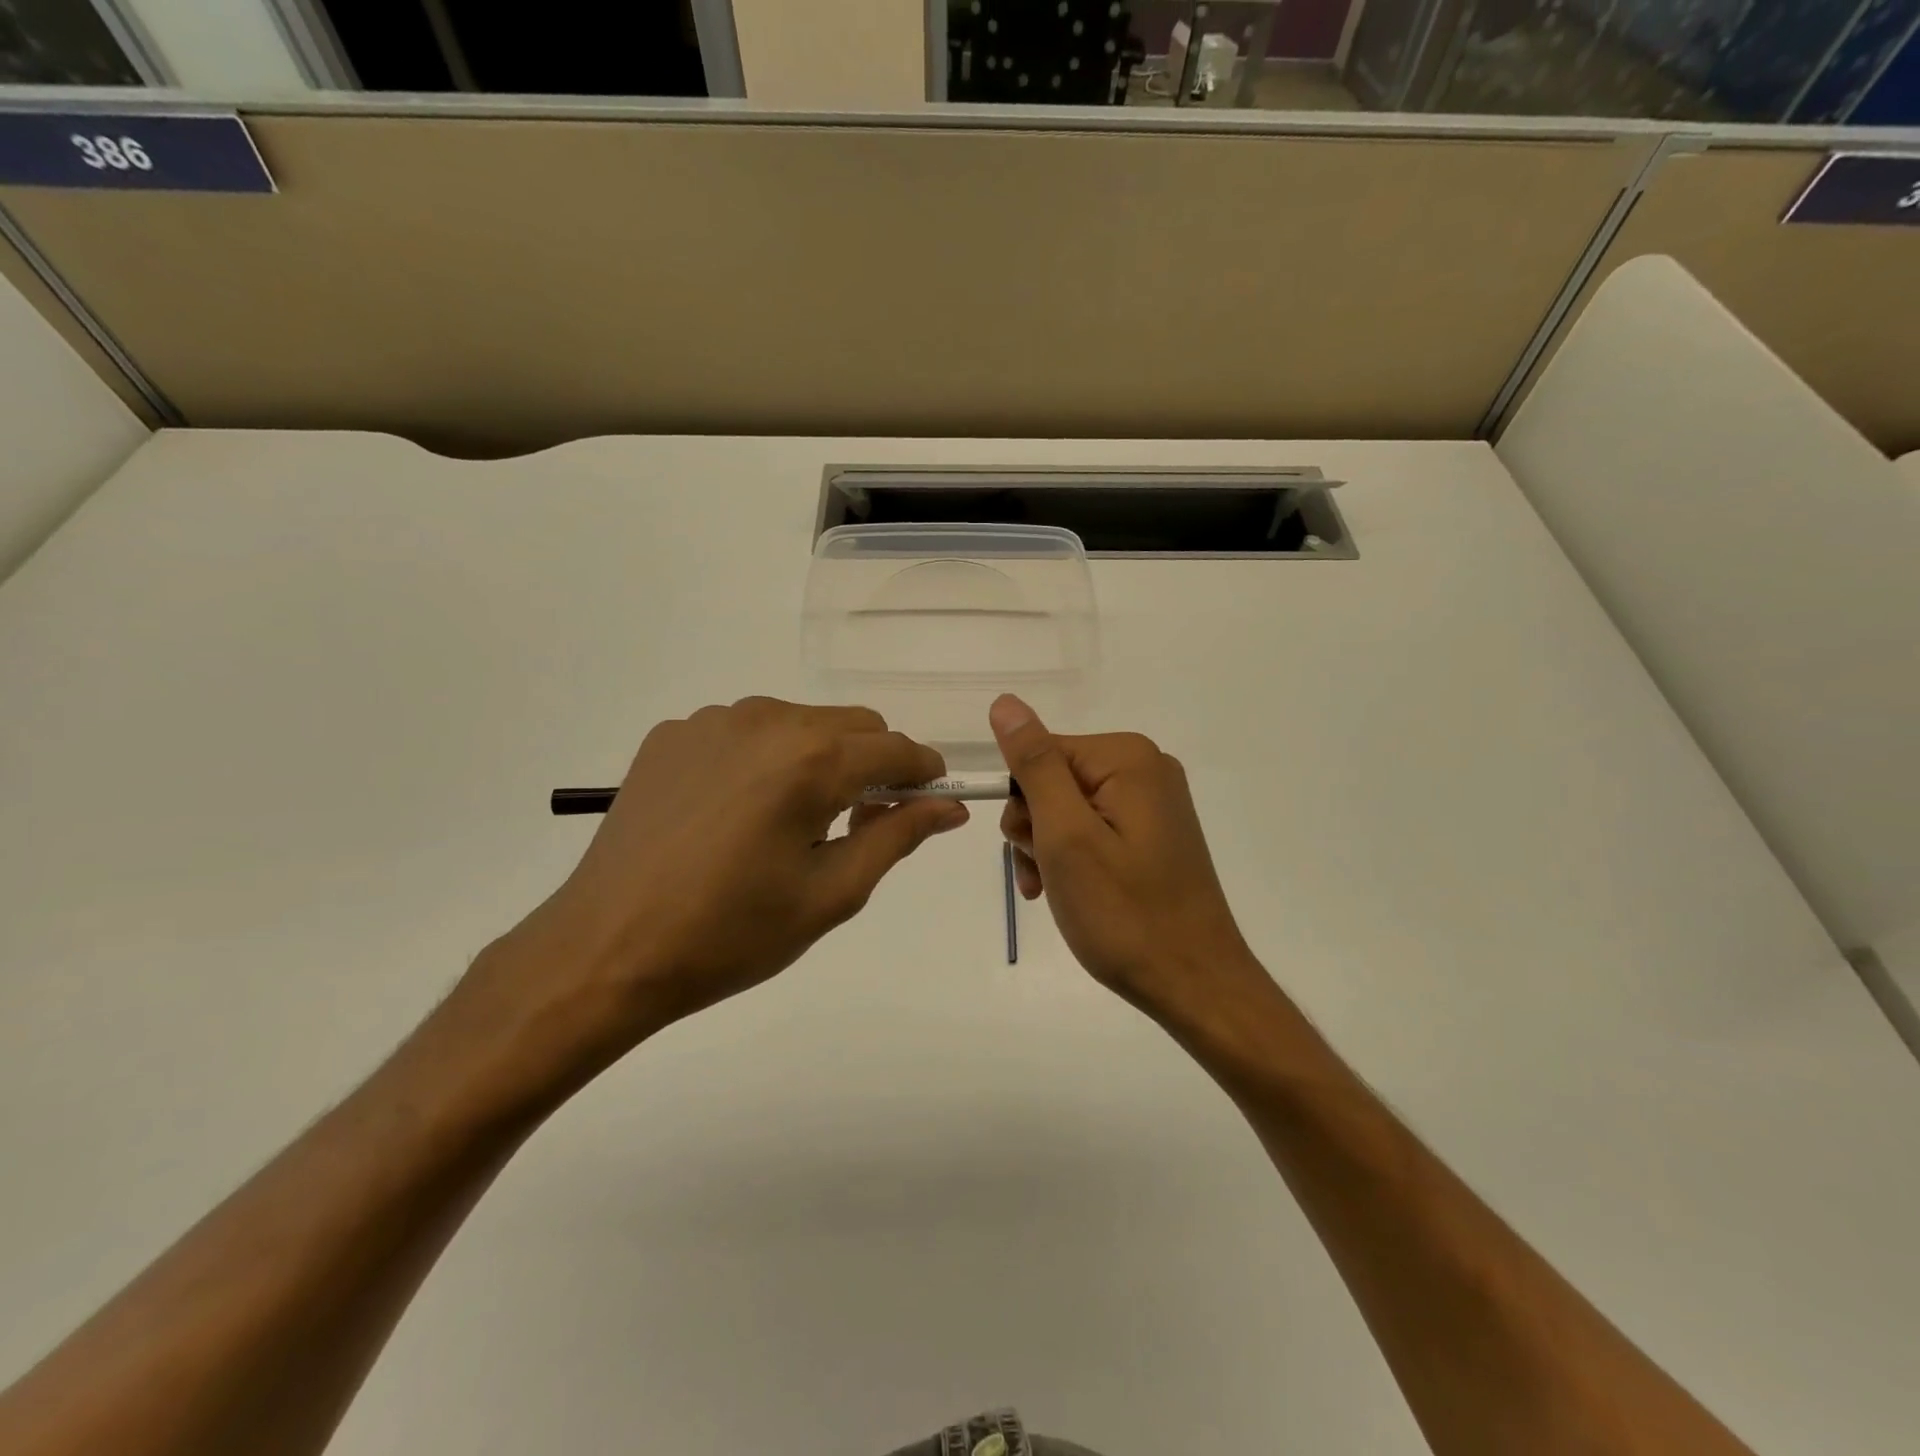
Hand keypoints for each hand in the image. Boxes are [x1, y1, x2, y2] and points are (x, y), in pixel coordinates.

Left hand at [461, 698, 967, 1087]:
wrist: (606, 949)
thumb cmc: (731, 934)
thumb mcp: (830, 894)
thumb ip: (897, 837)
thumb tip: (950, 807)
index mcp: (811, 760)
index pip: (896, 747)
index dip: (923, 774)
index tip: (928, 804)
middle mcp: (765, 720)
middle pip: (852, 724)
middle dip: (872, 765)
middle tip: (858, 824)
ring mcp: (712, 721)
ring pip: (800, 722)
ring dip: (818, 759)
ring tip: (791, 822)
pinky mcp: (673, 734)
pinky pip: (746, 731)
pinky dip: (765, 759)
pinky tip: (737, 812)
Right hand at [992, 694, 1260, 1020]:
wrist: (1193, 983)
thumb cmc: (1123, 913)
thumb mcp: (1066, 836)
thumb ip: (1035, 766)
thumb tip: (1006, 703)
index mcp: (1127, 758)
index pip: (1040, 753)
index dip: (1023, 802)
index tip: (1030, 847)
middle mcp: (1145, 768)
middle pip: (1053, 780)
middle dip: (1035, 828)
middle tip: (1044, 874)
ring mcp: (1152, 803)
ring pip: (1067, 809)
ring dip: (1047, 849)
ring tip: (1053, 890)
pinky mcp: (1153, 834)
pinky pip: (1093, 829)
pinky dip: (1071, 858)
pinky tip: (1068, 893)